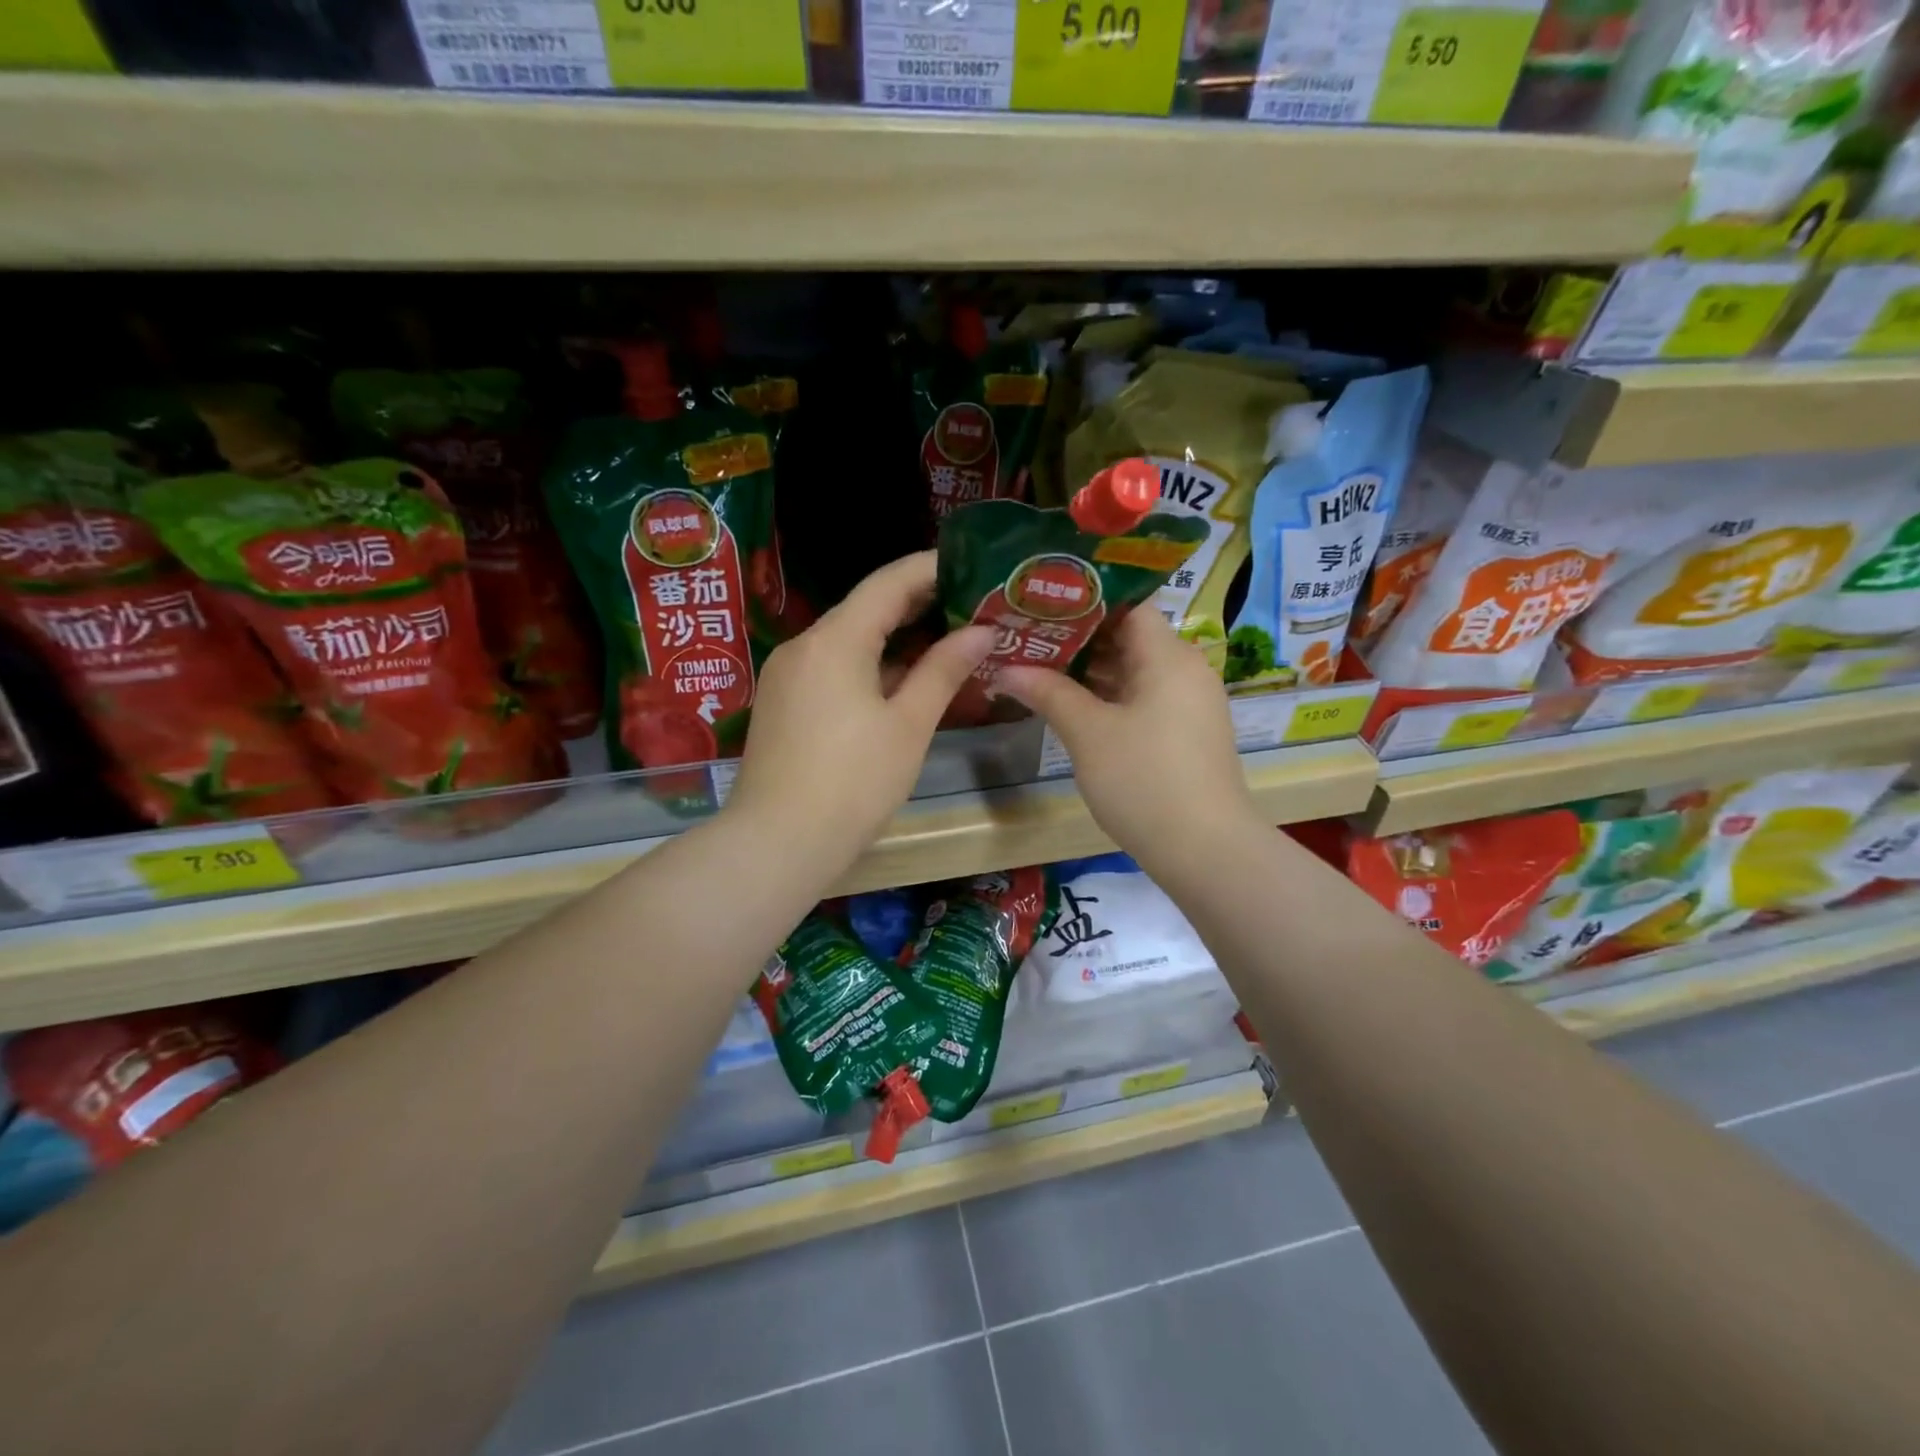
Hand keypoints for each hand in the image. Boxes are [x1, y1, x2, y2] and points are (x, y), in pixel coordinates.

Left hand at [727, 551, 992, 870]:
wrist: (778, 844)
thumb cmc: (854, 783)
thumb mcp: (908, 725)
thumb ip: (944, 670)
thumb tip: (981, 631)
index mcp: (835, 640)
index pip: (888, 583)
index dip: (930, 568)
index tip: (970, 565)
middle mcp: (804, 645)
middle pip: (865, 608)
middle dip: (918, 604)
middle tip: (970, 604)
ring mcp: (787, 675)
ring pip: (848, 641)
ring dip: (895, 638)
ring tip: (946, 640)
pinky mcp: (783, 704)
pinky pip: (832, 668)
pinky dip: (870, 665)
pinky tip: (902, 680)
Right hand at [997, 609, 1258, 873]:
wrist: (1204, 850)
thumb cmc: (1144, 780)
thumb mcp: (1088, 733)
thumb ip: (1048, 692)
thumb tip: (1006, 668)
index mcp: (1169, 656)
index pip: (1128, 605)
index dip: (1086, 601)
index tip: (1043, 604)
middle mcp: (1186, 670)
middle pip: (1130, 637)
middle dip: (1079, 638)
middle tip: (1030, 636)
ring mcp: (1190, 704)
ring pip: (1136, 671)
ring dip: (1092, 670)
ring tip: (1040, 667)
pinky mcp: (1187, 734)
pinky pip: (1145, 699)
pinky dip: (1111, 697)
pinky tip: (1074, 706)